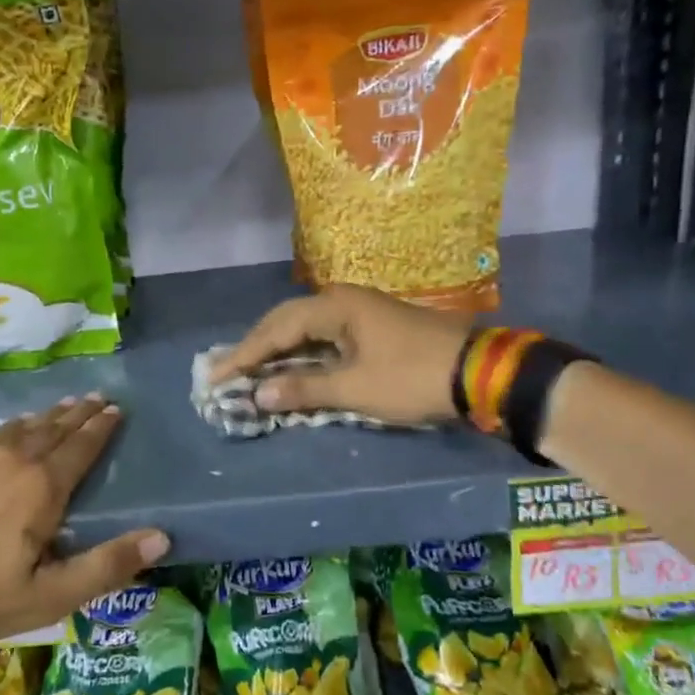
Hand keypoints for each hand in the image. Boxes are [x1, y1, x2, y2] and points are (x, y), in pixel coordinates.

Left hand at [0, 394, 168, 648]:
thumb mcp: (50, 596)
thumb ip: (107, 565)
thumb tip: (162, 538)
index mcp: (41, 487)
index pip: (80, 448)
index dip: (100, 428)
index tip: (115, 409)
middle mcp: (10, 460)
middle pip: (51, 429)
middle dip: (77, 414)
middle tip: (95, 397)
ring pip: (17, 428)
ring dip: (44, 417)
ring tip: (60, 406)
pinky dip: (6, 429)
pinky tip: (6, 431)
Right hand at [210, 285, 472, 424]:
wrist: (478, 372)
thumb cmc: (412, 377)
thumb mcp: (355, 388)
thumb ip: (304, 389)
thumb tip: (258, 394)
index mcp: (334, 307)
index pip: (276, 330)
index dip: (244, 355)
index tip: (216, 376)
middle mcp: (342, 300)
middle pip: (286, 321)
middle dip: (255, 347)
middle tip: (226, 370)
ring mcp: (359, 311)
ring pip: (305, 327)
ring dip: (278, 349)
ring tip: (249, 368)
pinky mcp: (371, 327)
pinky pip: (323, 336)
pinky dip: (302, 353)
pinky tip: (291, 366)